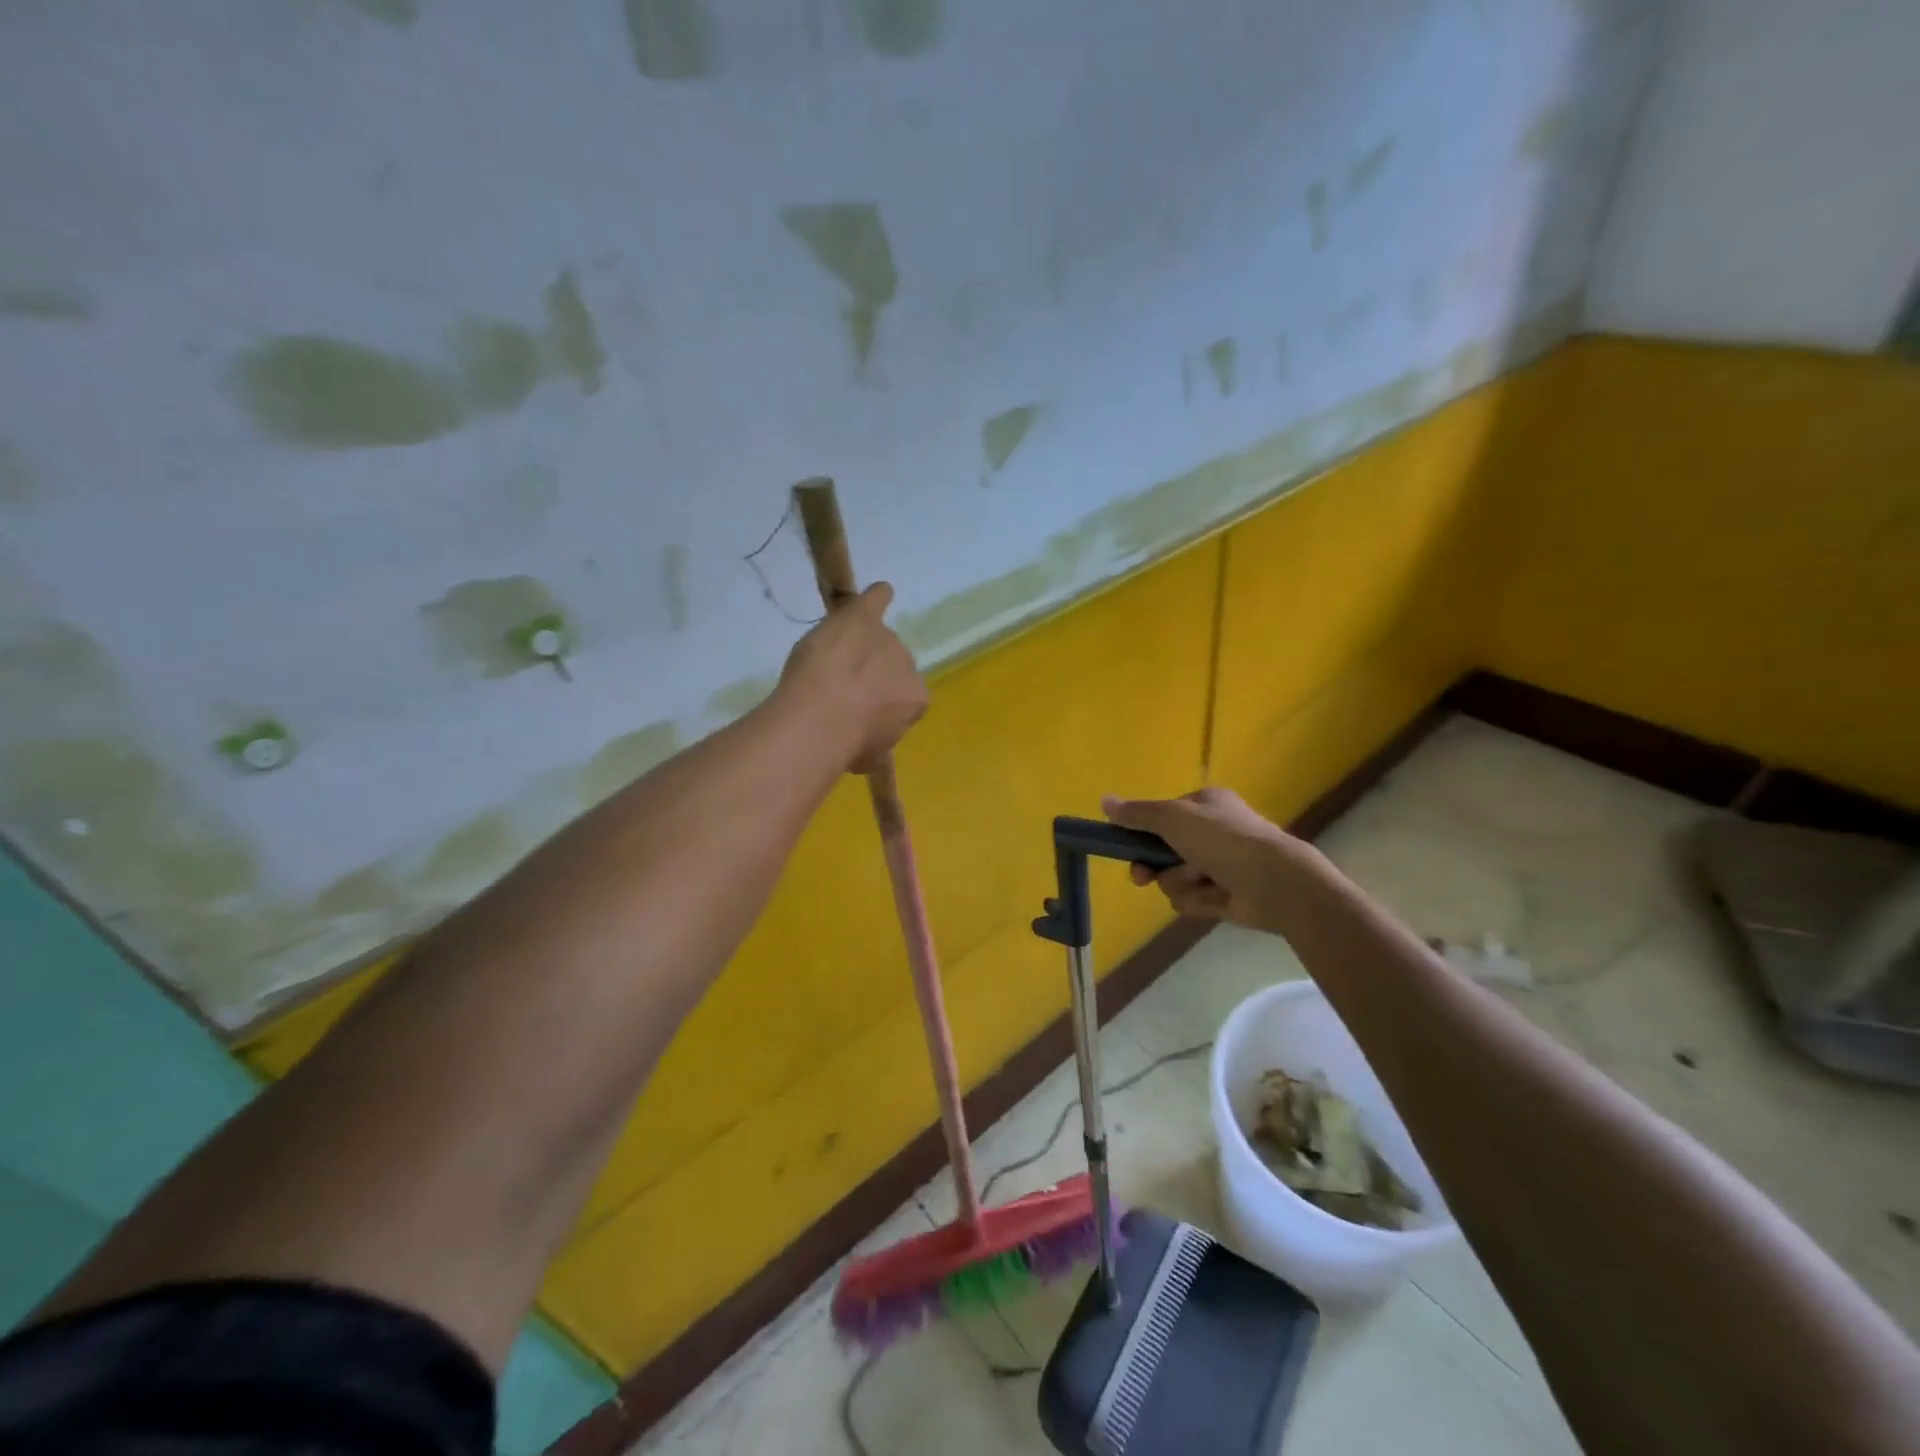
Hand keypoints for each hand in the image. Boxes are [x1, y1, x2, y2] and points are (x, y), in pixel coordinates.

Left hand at [775, 583, 927, 771]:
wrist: (822, 720)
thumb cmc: (846, 747)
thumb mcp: (869, 756)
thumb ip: (874, 742)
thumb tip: (866, 748)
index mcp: (915, 700)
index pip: (902, 696)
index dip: (880, 703)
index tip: (859, 712)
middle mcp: (908, 665)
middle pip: (890, 664)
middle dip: (870, 675)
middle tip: (840, 689)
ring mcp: (886, 639)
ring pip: (876, 639)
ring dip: (858, 646)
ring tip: (829, 663)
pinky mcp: (863, 618)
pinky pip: (876, 601)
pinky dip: (877, 596)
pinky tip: (878, 592)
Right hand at [1103, 787, 1320, 931]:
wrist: (1275, 882)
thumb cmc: (1222, 839)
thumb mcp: (1172, 818)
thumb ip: (1137, 813)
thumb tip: (1104, 800)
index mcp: (1204, 805)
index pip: (1162, 817)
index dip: (1142, 832)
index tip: (1125, 845)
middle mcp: (1212, 832)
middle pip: (1162, 851)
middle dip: (1153, 866)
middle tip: (1143, 876)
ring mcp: (1220, 866)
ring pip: (1175, 878)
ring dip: (1179, 883)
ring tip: (1200, 881)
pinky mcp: (1225, 896)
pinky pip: (1192, 899)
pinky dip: (1197, 900)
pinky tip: (1214, 898)